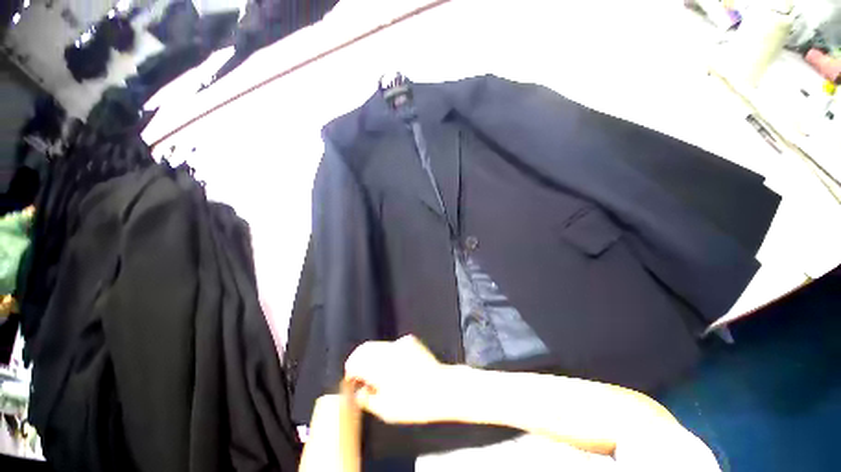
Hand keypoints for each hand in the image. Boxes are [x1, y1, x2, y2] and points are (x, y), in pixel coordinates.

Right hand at [344, 335, 456, 424]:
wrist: (441, 388)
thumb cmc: (413, 403)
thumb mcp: (386, 410)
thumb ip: (367, 399)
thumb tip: (359, 391)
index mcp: (379, 365)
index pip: (355, 360)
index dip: (350, 370)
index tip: (351, 379)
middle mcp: (387, 349)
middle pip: (365, 348)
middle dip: (359, 360)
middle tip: (360, 375)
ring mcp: (399, 342)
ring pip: (378, 345)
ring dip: (373, 356)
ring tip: (377, 372)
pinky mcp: (410, 341)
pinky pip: (392, 345)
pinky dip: (388, 353)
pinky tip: (395, 366)